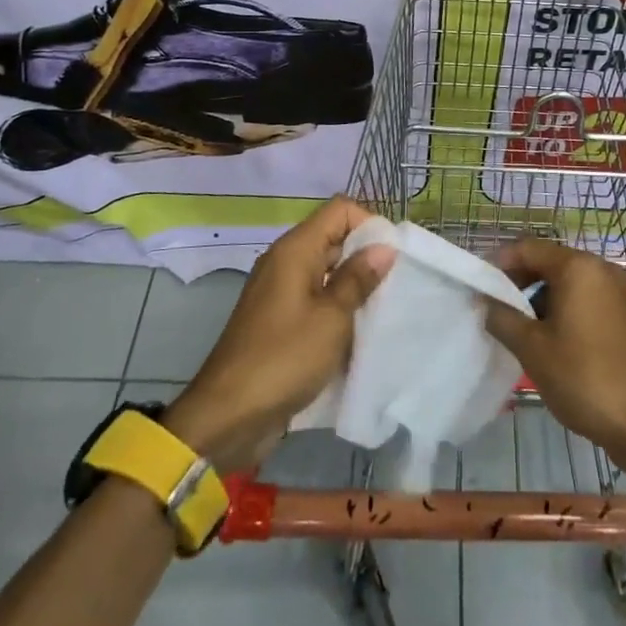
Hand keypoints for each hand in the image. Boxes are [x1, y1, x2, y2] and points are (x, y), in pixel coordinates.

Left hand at [166, 196, 394, 475]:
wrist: (229, 416)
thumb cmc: (284, 358)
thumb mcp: (332, 318)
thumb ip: (358, 278)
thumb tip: (384, 247)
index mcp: (295, 250)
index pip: (339, 210)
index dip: (369, 223)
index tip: (393, 256)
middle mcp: (286, 262)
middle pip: (334, 238)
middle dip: (367, 256)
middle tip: (397, 285)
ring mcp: (281, 292)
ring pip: (328, 271)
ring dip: (355, 286)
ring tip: (384, 308)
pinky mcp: (281, 321)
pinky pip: (317, 299)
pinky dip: (339, 308)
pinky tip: (360, 331)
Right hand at [483, 239, 625, 480]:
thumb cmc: (584, 378)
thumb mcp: (532, 349)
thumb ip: (502, 317)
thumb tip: (486, 301)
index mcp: (578, 267)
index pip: (527, 248)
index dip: (498, 263)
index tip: (478, 287)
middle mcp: (600, 269)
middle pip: (548, 261)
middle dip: (518, 281)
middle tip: (494, 308)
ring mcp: (617, 291)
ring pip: (566, 281)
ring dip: (538, 297)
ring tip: (517, 327)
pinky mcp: (624, 314)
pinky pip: (584, 298)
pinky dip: (561, 308)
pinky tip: (547, 338)